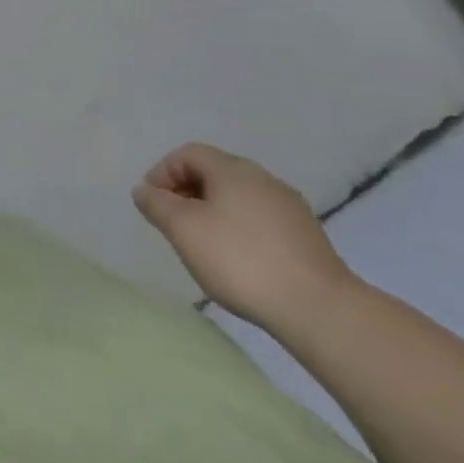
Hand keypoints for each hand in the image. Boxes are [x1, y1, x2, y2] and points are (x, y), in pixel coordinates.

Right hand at [132, 143, 356, 330]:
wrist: (320, 309)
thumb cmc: (240, 260)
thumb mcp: (183, 230)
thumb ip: (157, 205)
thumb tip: (143, 190)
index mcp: (232, 169)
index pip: (188, 154)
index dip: (163, 172)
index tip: (152, 203)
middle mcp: (262, 178)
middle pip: (214, 172)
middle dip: (187, 191)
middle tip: (174, 222)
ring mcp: (290, 207)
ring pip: (239, 197)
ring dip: (214, 211)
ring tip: (204, 244)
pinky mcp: (308, 236)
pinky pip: (261, 219)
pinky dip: (240, 229)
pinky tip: (239, 259)